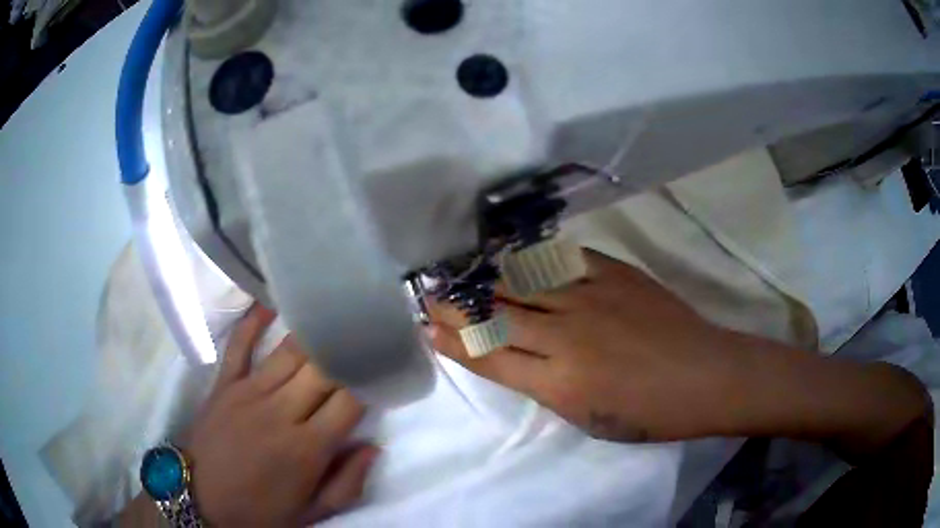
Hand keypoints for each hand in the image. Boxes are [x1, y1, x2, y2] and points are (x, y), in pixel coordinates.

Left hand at [186, 306, 376, 525]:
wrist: (201, 499)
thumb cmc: (260, 510)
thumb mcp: (312, 512)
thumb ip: (348, 483)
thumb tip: (373, 447)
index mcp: (308, 448)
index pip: (350, 401)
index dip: (371, 380)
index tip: (383, 367)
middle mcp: (281, 412)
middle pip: (323, 369)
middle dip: (348, 350)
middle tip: (365, 334)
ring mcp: (249, 392)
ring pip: (290, 352)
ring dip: (314, 333)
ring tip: (333, 315)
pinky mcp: (224, 383)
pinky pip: (239, 344)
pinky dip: (254, 320)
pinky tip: (271, 303)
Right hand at [428, 250, 929, 449]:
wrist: (708, 375)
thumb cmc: (651, 413)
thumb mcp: (589, 418)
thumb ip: (546, 385)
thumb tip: (514, 355)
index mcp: (559, 385)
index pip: (490, 356)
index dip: (454, 340)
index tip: (427, 325)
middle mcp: (566, 338)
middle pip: (497, 314)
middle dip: (457, 302)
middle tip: (430, 289)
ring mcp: (591, 299)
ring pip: (522, 282)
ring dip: (485, 276)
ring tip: (458, 267)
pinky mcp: (614, 274)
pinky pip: (561, 262)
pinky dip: (531, 259)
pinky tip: (512, 254)